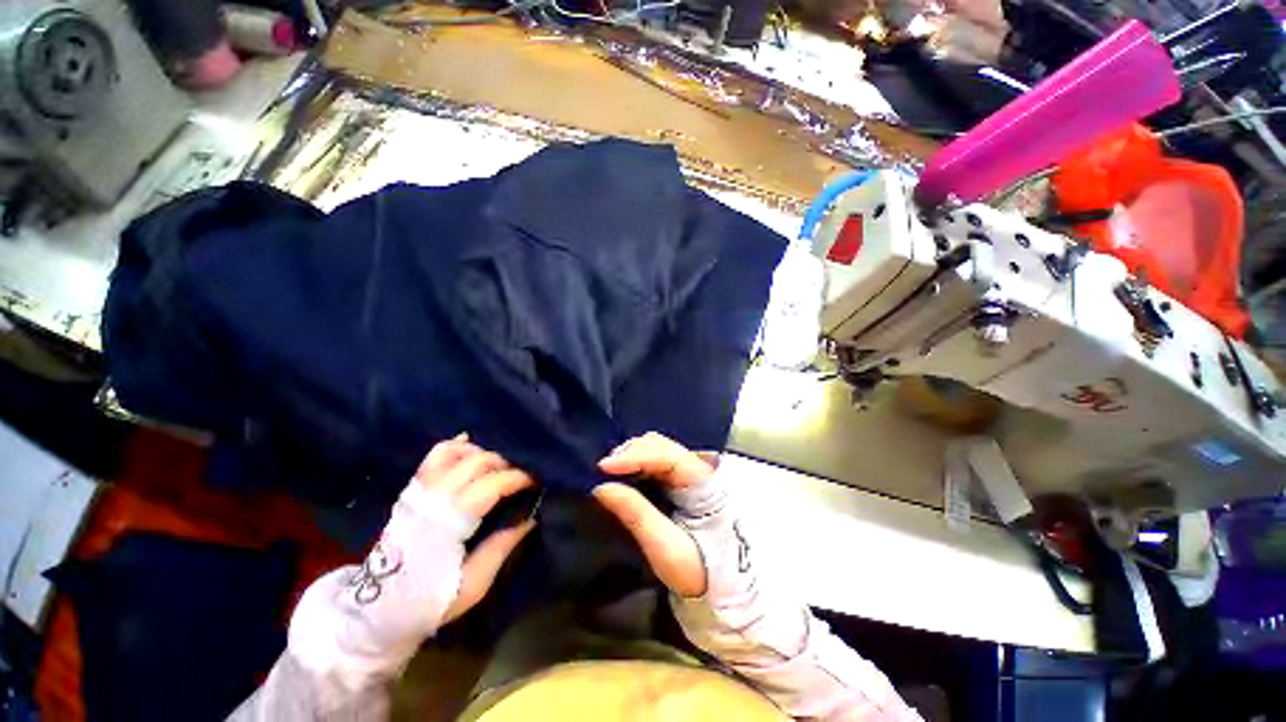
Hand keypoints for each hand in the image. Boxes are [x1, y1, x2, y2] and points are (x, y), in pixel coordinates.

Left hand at [414, 434, 537, 622]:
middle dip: (504, 464)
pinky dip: (456, 447)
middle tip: (518, 479)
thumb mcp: (471, 586)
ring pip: (454, 452)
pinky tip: (471, 448)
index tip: (534, 482)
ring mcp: (419, 491)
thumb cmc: (427, 601)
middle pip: (476, 462)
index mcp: (448, 523)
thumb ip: (500, 548)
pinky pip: (433, 457)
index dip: (517, 478)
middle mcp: (433, 498)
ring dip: (481, 454)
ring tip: (496, 467)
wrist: (375, 611)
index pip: (491, 484)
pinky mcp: (411, 491)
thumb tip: (530, 518)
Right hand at [594, 432, 718, 596]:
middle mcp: (697, 468)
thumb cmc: (701, 571)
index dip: (635, 456)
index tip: (604, 467)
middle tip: (603, 470)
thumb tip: (602, 488)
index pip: (667, 455)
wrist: (727, 585)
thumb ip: (637, 515)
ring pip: (656, 448)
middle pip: (660, 445)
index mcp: (701, 481)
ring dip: (631, 455)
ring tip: (610, 471)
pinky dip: (635, 461)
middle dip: (630, 452)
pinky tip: (622, 472)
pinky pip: (654, 459)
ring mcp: (688, 471)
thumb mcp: (667, 549)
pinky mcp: (679, 479)